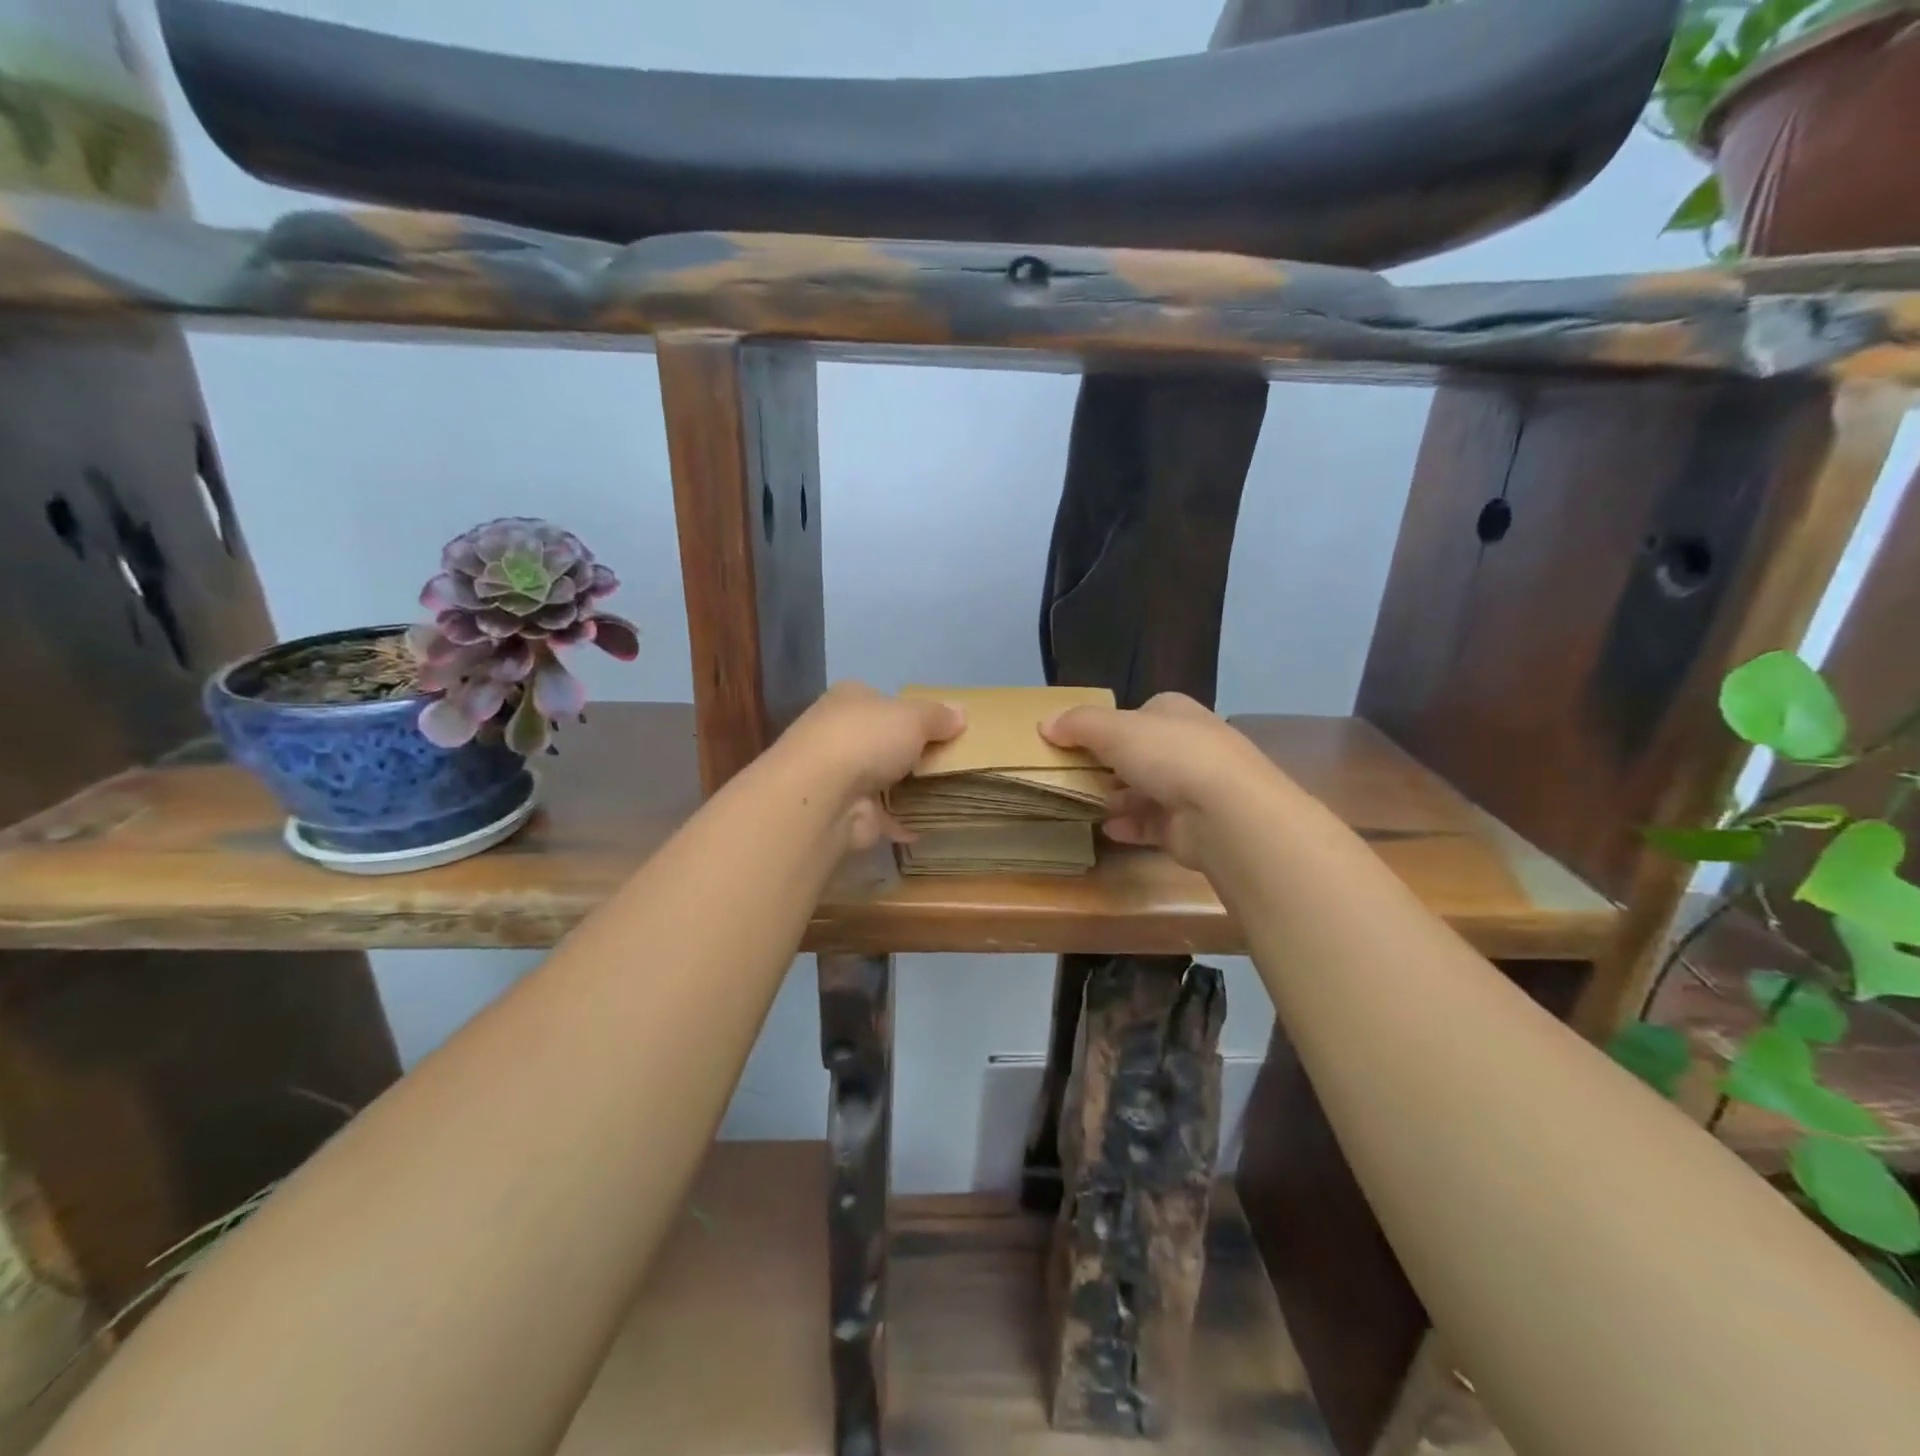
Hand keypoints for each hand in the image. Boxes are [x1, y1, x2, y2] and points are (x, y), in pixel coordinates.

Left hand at [775, 683, 964, 849]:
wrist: (823, 794)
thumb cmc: (867, 739)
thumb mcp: (914, 717)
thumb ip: (939, 716)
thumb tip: (961, 713)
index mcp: (849, 699)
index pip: (881, 700)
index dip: (909, 712)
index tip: (939, 728)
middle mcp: (838, 733)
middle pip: (881, 740)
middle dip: (909, 751)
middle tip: (948, 762)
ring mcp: (838, 774)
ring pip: (879, 778)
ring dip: (904, 788)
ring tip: (944, 793)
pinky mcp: (843, 811)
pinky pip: (880, 815)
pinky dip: (899, 821)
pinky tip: (925, 826)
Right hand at [1041, 693, 1274, 868]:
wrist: (1225, 811)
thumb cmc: (1168, 754)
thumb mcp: (1113, 729)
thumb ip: (1077, 724)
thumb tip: (1044, 723)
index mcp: (1175, 712)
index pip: (1138, 714)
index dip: (1108, 726)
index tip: (1076, 742)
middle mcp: (1188, 746)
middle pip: (1140, 753)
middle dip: (1109, 765)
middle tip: (1073, 776)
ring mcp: (1193, 788)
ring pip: (1145, 790)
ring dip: (1116, 798)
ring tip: (1082, 804)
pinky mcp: (1191, 826)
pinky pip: (1152, 824)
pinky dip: (1129, 826)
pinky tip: (1107, 830)